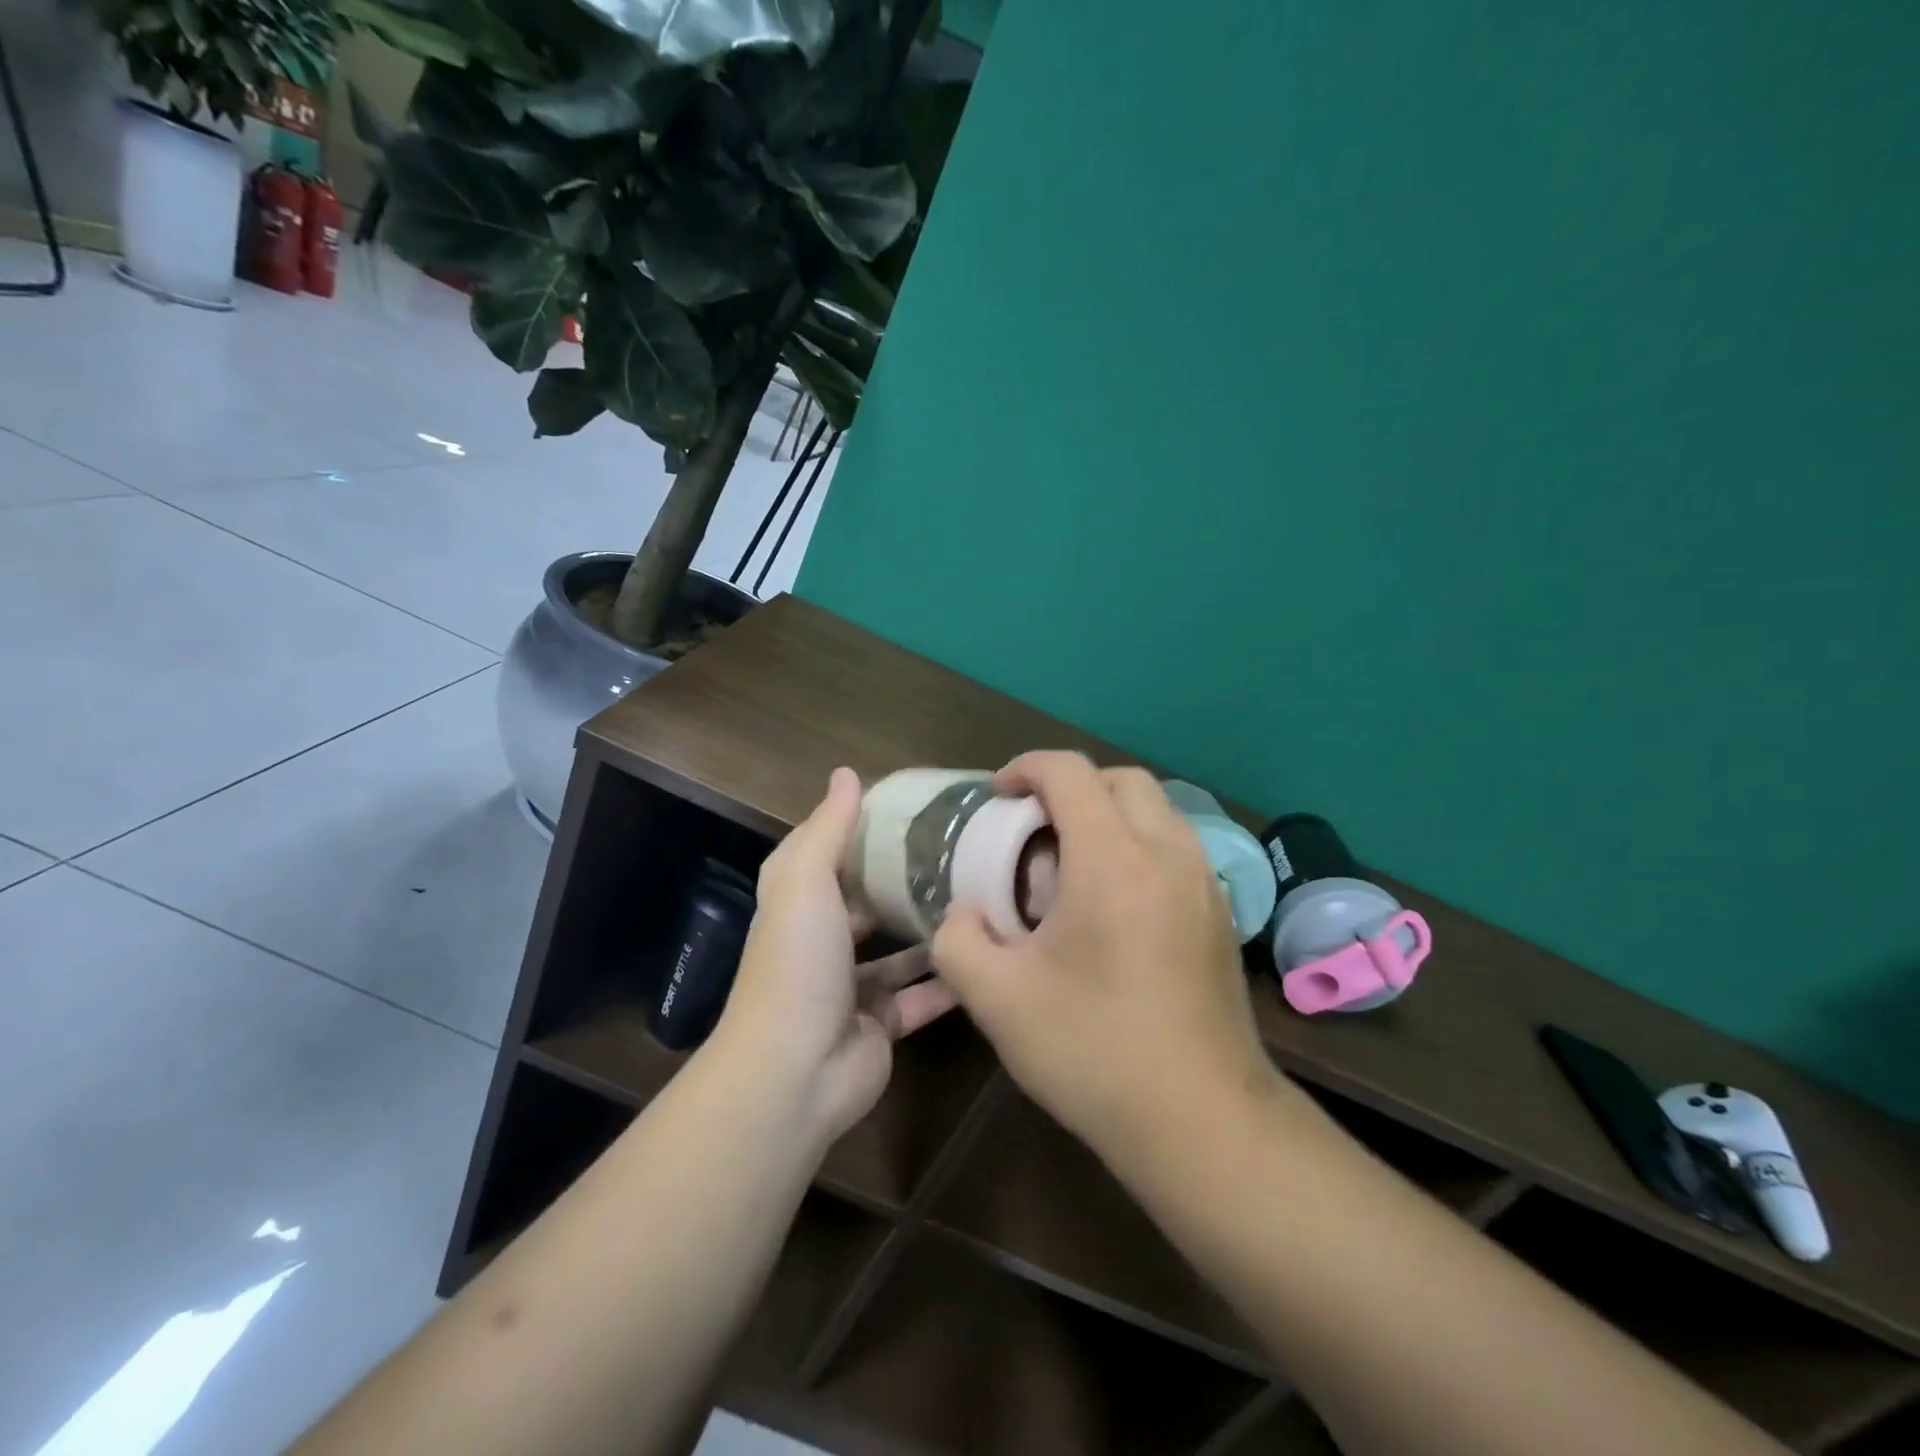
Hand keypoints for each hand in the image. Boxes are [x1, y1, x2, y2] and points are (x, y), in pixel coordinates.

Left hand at [717, 767, 958, 1143]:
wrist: (794, 1070)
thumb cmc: (797, 962)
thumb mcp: (805, 881)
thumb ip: (829, 828)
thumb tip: (846, 773)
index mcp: (799, 903)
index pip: (827, 851)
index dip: (858, 826)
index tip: (909, 806)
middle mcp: (824, 941)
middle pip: (867, 900)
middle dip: (903, 879)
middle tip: (960, 851)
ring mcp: (853, 986)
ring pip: (899, 950)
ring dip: (932, 929)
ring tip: (981, 897)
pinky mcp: (883, 1024)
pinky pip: (922, 995)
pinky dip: (949, 979)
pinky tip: (988, 953)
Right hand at [931, 752, 1286, 1164]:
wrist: (1204, 1122)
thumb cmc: (1095, 1051)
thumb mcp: (998, 1001)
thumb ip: (959, 942)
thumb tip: (964, 916)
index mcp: (1114, 859)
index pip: (1070, 772)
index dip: (1026, 768)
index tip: (997, 795)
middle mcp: (1168, 853)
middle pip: (1121, 779)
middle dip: (1071, 785)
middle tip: (1032, 828)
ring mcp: (1204, 882)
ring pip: (1156, 810)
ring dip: (1109, 814)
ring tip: (1070, 863)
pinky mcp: (1220, 914)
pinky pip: (1175, 847)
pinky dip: (1138, 845)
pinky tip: (1112, 903)